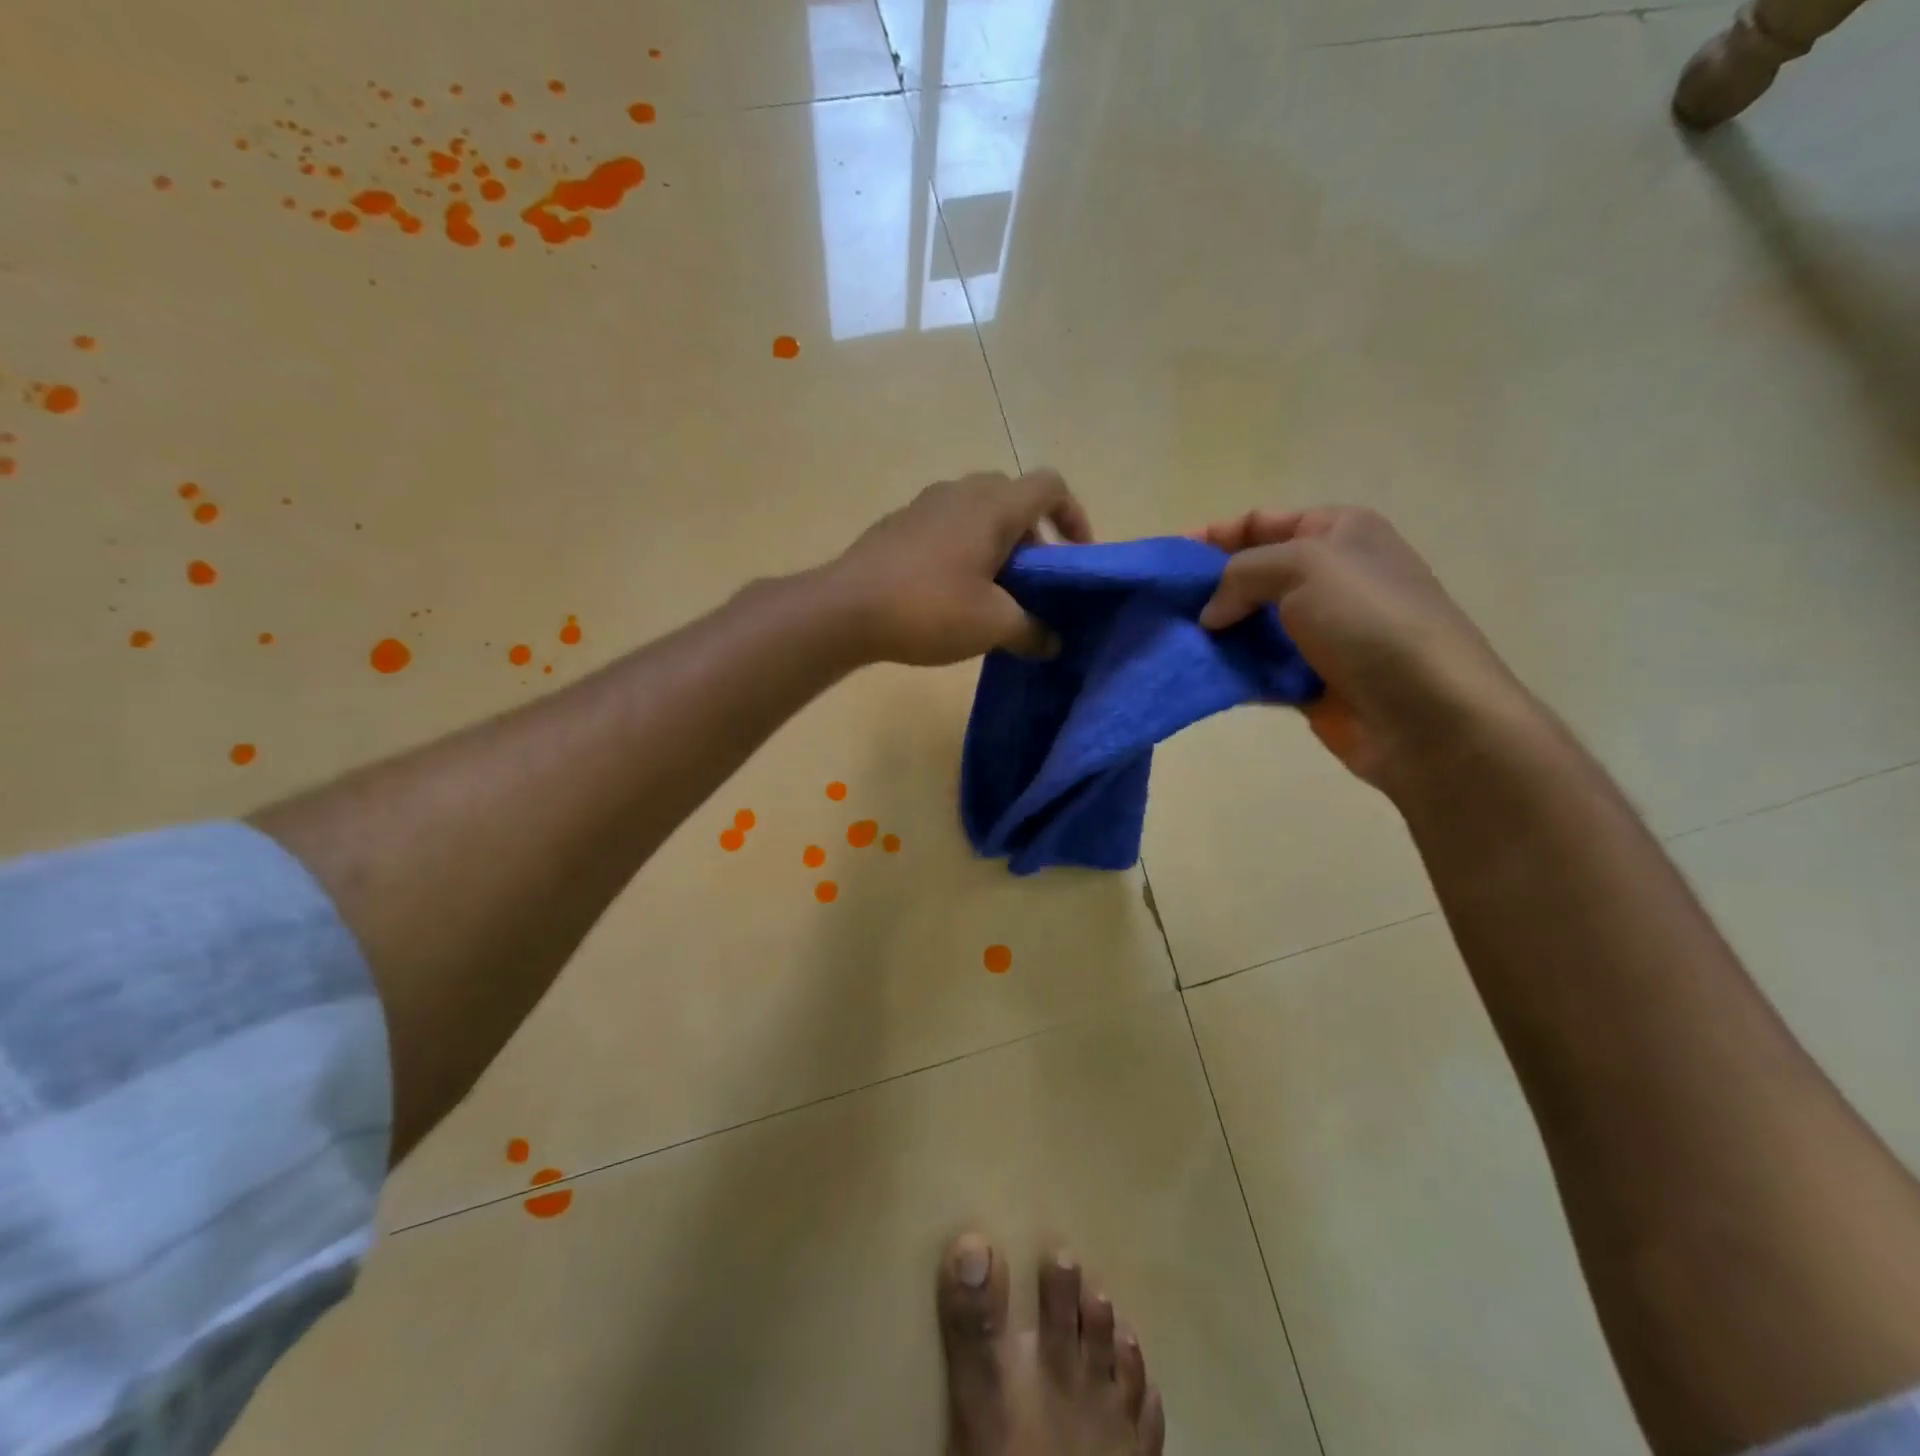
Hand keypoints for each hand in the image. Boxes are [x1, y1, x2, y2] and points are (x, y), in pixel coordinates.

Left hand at [832, 469, 1093, 665]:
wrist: (844, 609)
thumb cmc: (929, 608)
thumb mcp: (992, 626)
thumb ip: (1032, 631)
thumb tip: (1052, 642)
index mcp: (993, 506)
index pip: (1050, 486)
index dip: (1074, 515)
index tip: (1076, 556)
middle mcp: (960, 493)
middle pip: (1013, 497)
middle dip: (1033, 535)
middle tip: (1034, 579)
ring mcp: (923, 506)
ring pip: (976, 512)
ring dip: (996, 544)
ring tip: (995, 591)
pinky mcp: (897, 526)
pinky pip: (945, 527)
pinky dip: (963, 549)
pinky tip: (952, 593)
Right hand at [1196, 507, 1528, 789]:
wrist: (1425, 713)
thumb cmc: (1368, 620)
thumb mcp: (1302, 566)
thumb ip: (1241, 574)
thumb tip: (1211, 614)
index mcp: (1338, 533)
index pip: (1261, 522)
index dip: (1212, 536)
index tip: (1166, 558)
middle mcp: (1330, 577)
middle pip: (1251, 575)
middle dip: (1206, 588)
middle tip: (1161, 606)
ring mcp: (1321, 633)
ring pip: (1250, 625)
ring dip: (1213, 633)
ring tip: (1169, 642)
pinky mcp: (1309, 680)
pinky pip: (1257, 669)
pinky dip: (1229, 671)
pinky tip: (1196, 675)